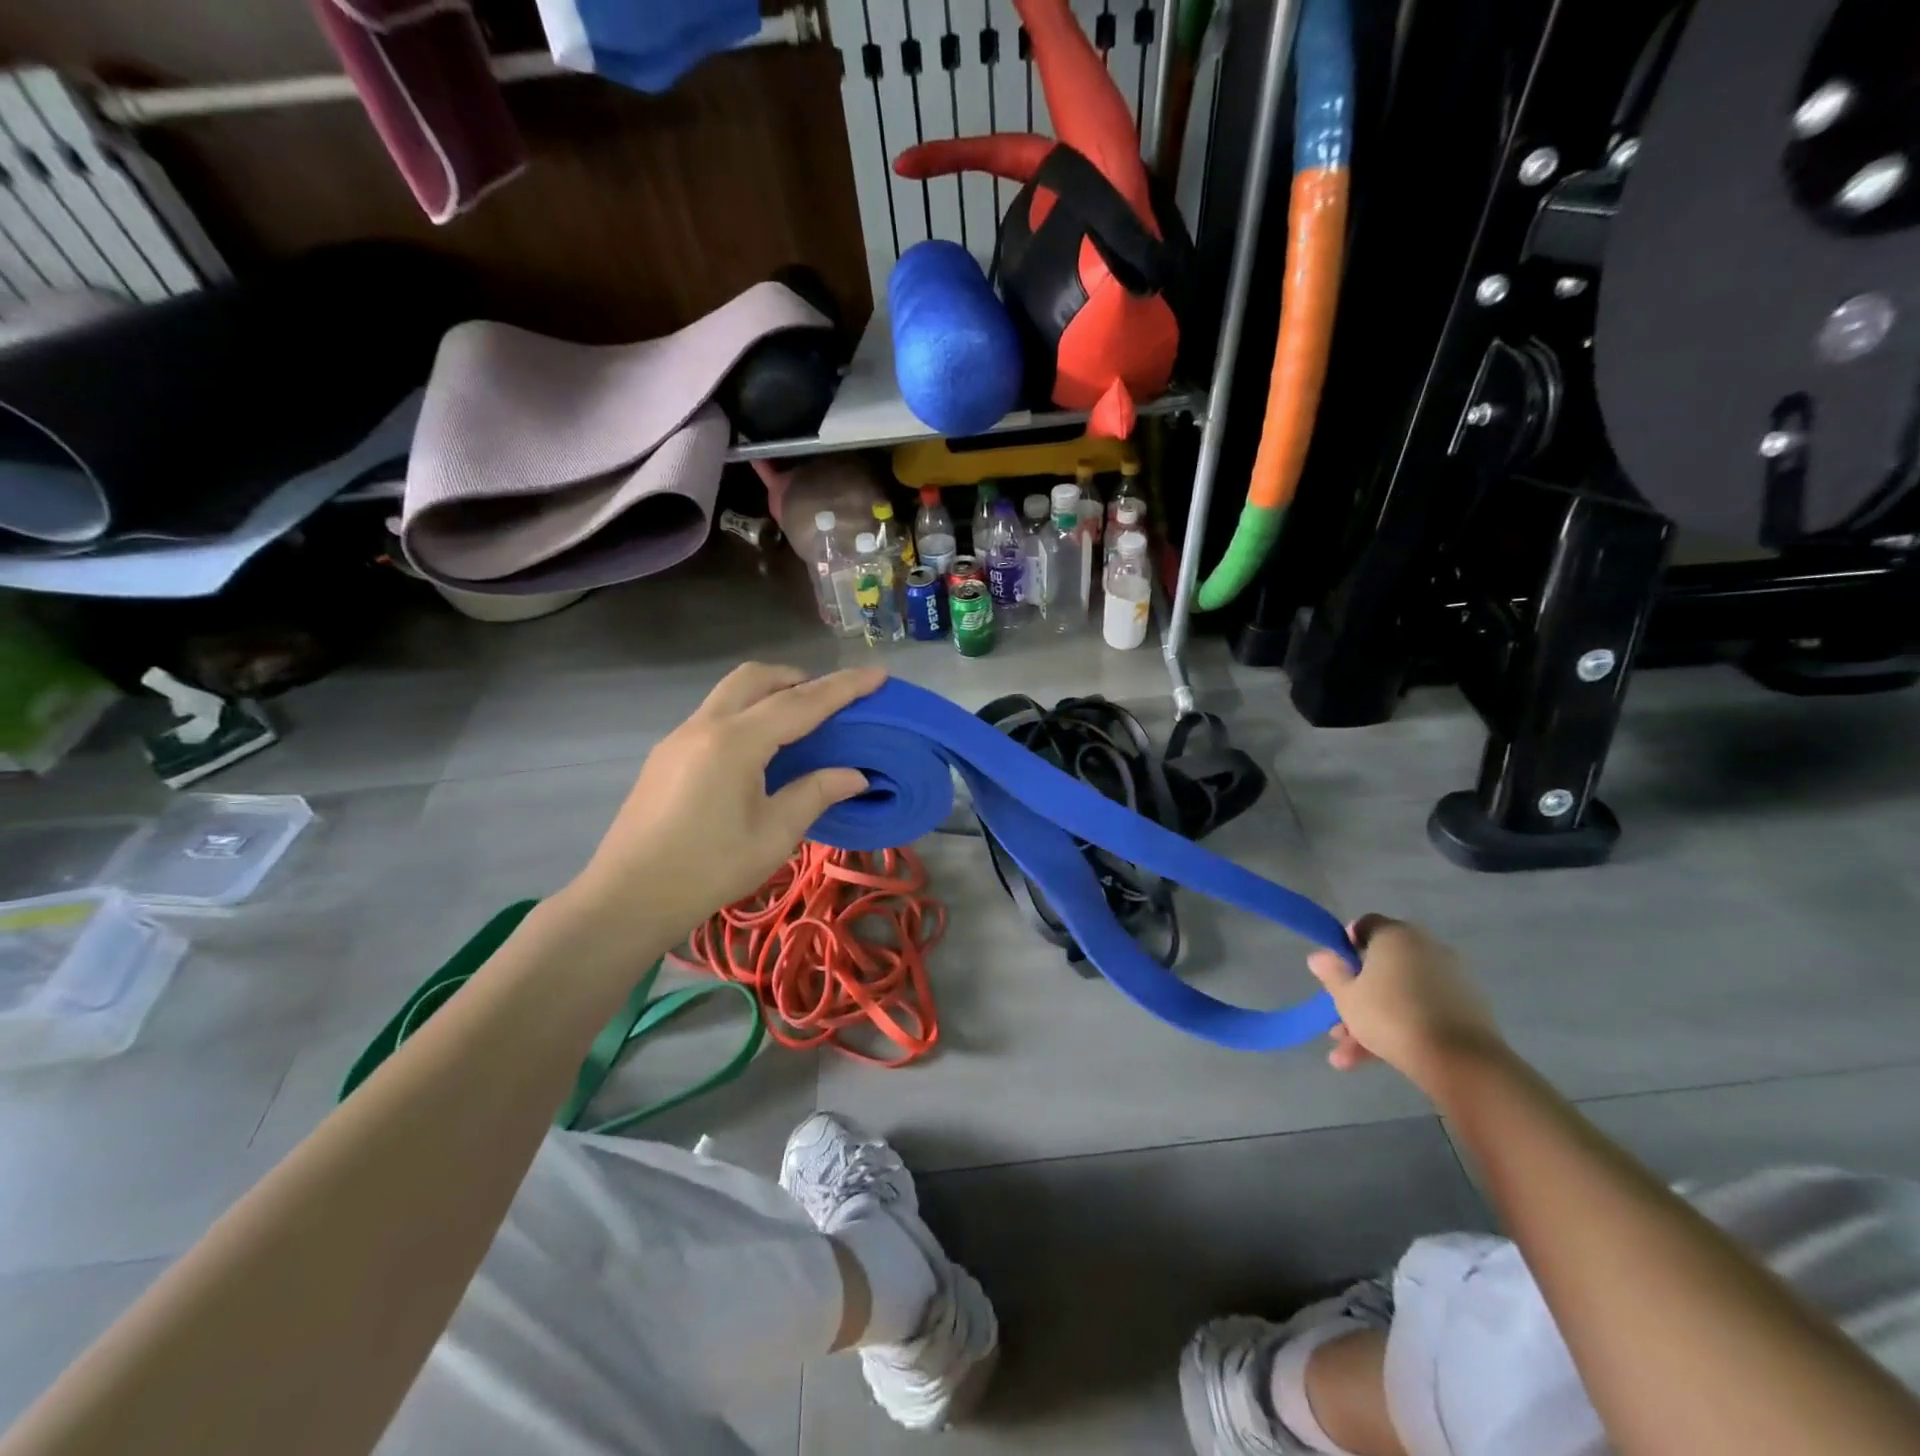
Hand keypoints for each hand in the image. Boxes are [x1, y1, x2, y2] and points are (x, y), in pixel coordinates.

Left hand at [567, 663, 882, 937]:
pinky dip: (746, 713)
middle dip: (798, 677)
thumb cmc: (709, 869)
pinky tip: (758, 751)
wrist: (628, 897)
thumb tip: (855, 775)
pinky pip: (714, 714)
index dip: (843, 688)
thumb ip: (816, 793)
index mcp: (735, 742)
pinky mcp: (666, 754)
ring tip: (798, 722)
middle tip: (829, 701)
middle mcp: (705, 726)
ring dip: (768, 692)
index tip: (878, 674)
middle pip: (756, 677)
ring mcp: (679, 737)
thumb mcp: (774, 835)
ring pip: (730, 692)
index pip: (800, 703)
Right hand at [1306, 915, 1505, 1096]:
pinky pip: (1423, 1010)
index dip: (1346, 945)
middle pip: (1383, 966)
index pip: (1366, 925)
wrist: (1460, 1061)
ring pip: (1401, 994)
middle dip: (1357, 995)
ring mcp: (1451, 979)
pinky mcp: (1467, 1009)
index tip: (1336, 970)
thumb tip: (1319, 956)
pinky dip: (1402, 1028)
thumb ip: (1331, 974)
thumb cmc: (1390, 1016)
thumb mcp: (1346, 996)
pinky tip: (1377, 1060)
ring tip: (1348, 1056)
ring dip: (1373, 1021)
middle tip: (1338, 1022)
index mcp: (1396, 936)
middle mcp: (1426, 948)